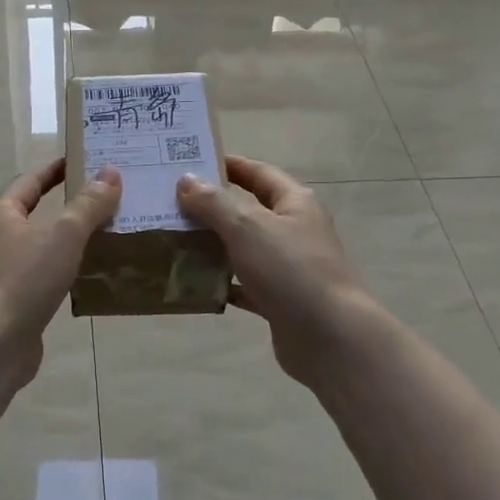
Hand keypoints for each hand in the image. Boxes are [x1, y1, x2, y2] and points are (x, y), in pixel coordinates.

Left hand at [0, 159, 122, 369]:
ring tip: (104, 236)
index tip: (83, 160)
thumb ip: (88, 205)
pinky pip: (40, 275)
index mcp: (0, 213)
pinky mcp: (9, 300)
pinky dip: (62, 270)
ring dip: (66, 240)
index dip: (57, 169)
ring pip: (38, 246)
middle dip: (67, 205)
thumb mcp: (64, 235)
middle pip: (33, 212)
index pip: (31, 181)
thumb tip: (110, 173)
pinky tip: (86, 277)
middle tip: (104, 199)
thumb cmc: (25, 279)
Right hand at [176, 156, 378, 385]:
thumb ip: (214, 203)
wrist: (329, 337)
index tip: (190, 162)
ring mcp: (288, 267)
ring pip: (244, 248)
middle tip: (169, 203)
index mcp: (294, 203)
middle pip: (248, 210)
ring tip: (173, 240)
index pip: (258, 173)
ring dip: (213, 245)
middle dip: (212, 207)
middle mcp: (294, 230)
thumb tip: (186, 180)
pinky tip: (194, 283)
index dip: (227, 165)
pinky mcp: (280, 299)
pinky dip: (222, 282)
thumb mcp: (248, 228)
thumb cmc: (290, 270)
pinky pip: (244, 284)